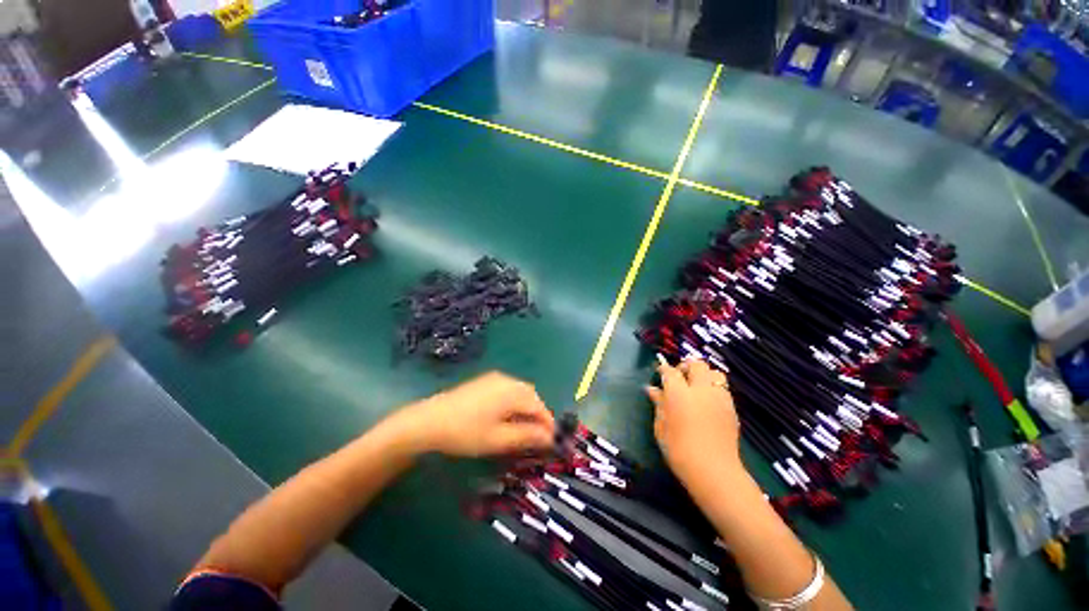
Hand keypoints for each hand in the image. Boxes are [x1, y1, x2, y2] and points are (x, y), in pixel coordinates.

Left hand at [403, 372, 554, 456]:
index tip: (553, 442)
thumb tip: (550, 437)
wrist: (428, 421)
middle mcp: (507, 380)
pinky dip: (514, 403)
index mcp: (513, 391)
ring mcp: (495, 378)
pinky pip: (508, 390)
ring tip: (524, 429)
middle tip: (539, 437)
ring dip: (527, 409)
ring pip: (520, 392)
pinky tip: (506, 417)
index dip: (548, 424)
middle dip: (538, 415)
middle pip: (532, 396)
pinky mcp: (485, 381)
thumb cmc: (466, 432)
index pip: (539, 407)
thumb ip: (527, 436)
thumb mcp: (498, 439)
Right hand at [645, 356, 741, 485]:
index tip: (660, 372)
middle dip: (686, 366)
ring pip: (714, 373)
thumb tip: (653, 389)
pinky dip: (714, 388)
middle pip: (697, 364)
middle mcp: (701, 390)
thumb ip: (658, 404)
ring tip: (696, 387)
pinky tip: (708, 402)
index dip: (664, 369)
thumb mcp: (661, 426)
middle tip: (679, 376)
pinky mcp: (732, 408)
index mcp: (679, 393)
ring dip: (704, 375)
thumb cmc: (679, 450)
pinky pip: (723, 388)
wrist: (714, 472)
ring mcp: (719, 398)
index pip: (671, 371)